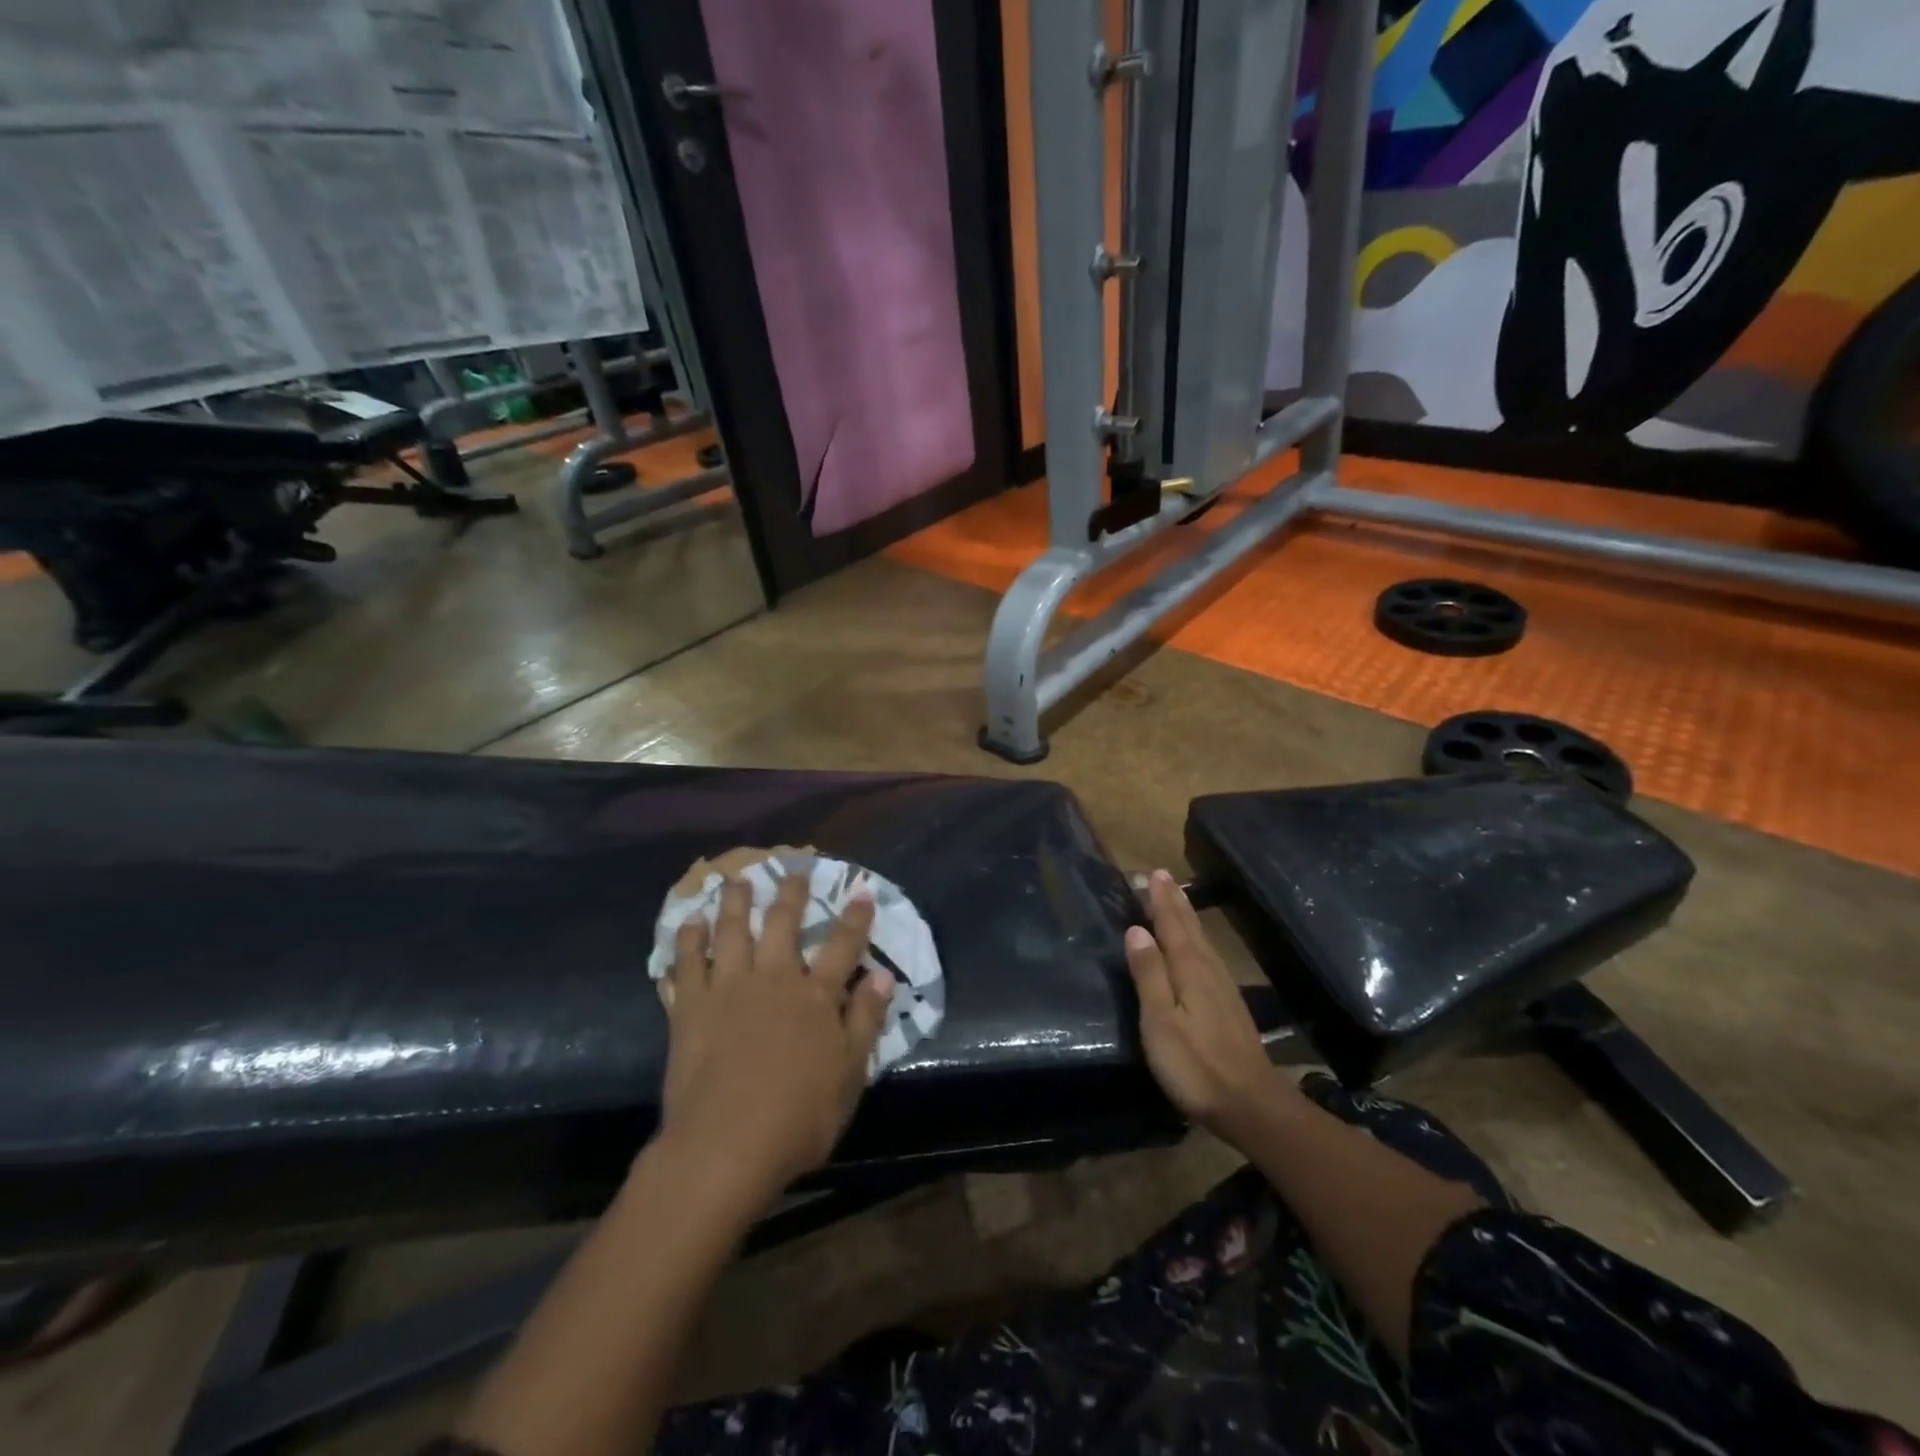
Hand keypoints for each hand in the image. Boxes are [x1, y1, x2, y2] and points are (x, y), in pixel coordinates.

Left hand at [658, 872, 893, 1209]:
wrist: (726, 1145)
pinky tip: (689, 920)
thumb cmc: (798, 1117)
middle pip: (783, 924)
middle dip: (791, 893)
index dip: (854, 917)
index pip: (842, 946)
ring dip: (735, 901)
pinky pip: (687, 963)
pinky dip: (688, 938)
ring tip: (737, 878)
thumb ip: (865, 1020)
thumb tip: (882, 974)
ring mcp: (729, 989)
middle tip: (793, 867)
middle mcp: (773, 979)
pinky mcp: (691, 1008)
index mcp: (815, 997)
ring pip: (732, 931)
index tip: (861, 891)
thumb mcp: (850, 1074)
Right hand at [1126, 869, 1292, 1143]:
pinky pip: (1208, 957)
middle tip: (1163, 876)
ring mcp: (1223, 989)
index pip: (1171, 925)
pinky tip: (1197, 949)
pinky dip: (1198, 941)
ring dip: (1187, 918)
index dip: (1161, 900)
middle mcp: (1209, 971)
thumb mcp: (1161, 1022)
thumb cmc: (1196, 1065)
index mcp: (1189, 970)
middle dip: (1175, 902)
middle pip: (1189, 928)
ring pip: (1202, 942)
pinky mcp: (1229, 1006)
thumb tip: (1136, 930)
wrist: (1252, 1105)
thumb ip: (1149, 974)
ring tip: (1177, 900)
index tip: (1154, 873)